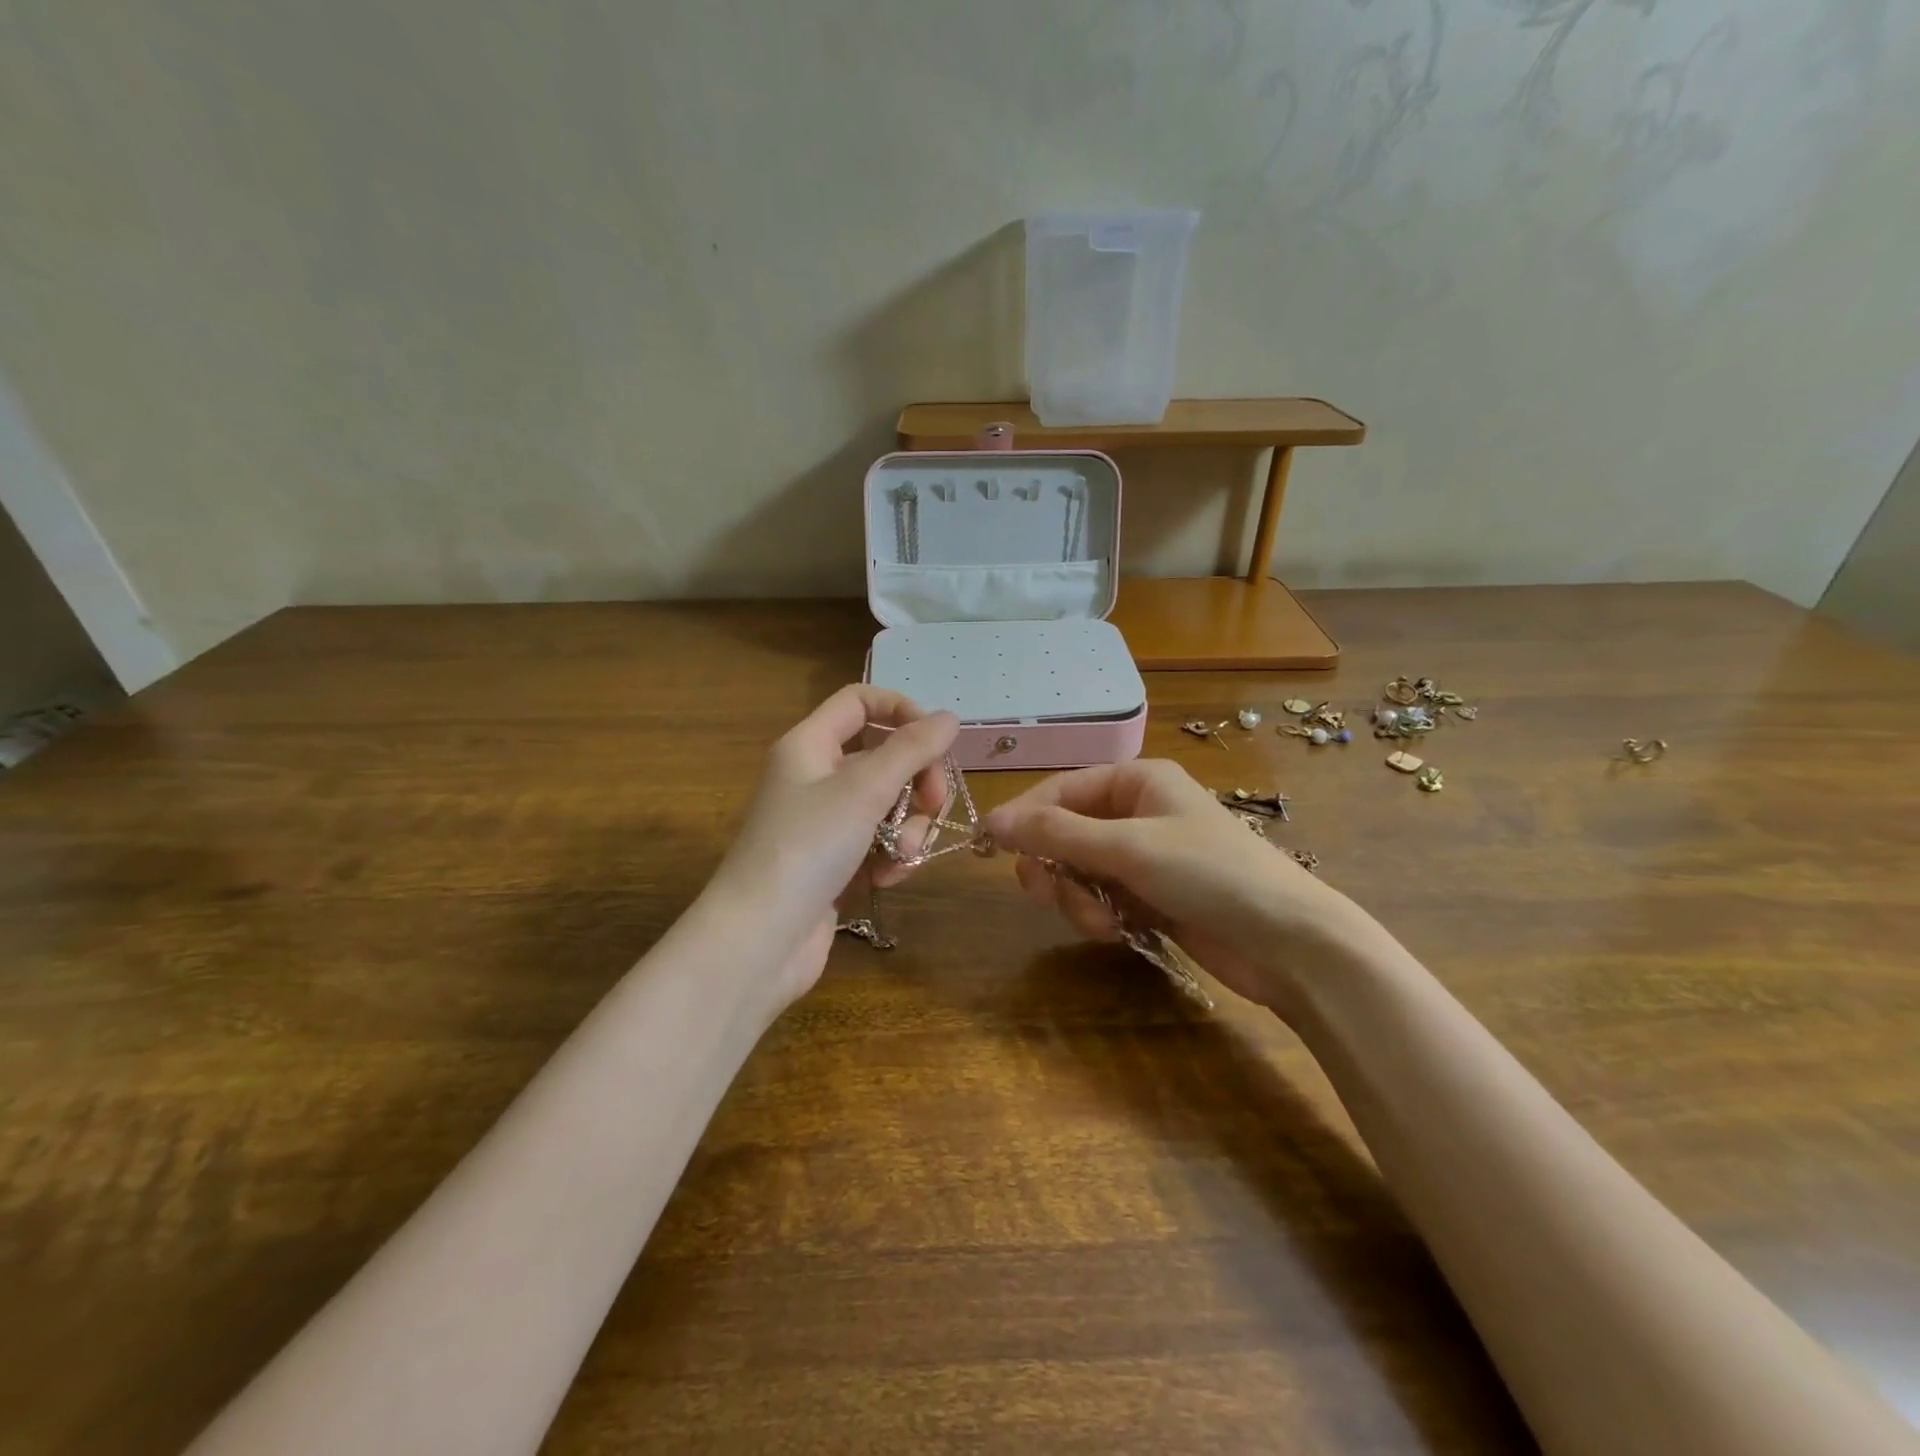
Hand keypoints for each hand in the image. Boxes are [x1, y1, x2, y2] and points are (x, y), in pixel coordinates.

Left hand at [710, 686, 958, 1007]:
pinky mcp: (835, 862)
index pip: (861, 701)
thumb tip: (950, 717)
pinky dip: (890, 857)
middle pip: (884, 756)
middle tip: (932, 806)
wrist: (760, 940)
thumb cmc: (807, 848)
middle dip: (916, 781)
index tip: (937, 742)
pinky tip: (886, 879)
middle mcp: (816, 776)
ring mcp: (825, 822)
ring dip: (907, 828)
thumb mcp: (864, 790)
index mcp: (811, 745)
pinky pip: (878, 843)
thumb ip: (912, 749)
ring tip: (902, 856)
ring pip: (888, 804)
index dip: (902, 711)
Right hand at [983, 759, 1359, 1011]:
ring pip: (1079, 871)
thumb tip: (992, 819)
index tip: (992, 846)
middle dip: (1054, 866)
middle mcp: (1138, 813)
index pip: (1062, 790)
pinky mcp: (1151, 898)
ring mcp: (1144, 858)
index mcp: (1137, 781)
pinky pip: (1102, 899)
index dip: (1026, 816)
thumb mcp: (1128, 847)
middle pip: (1065, 834)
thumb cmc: (1209, 873)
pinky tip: (1117, 931)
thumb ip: (1057, 834)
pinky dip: (1099, 915)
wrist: (1287, 942)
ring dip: (1078, 898)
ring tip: (1101, 920)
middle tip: (1043, 892)